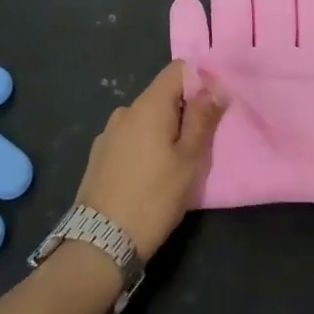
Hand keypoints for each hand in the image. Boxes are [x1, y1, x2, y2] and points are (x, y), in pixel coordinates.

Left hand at [75, 62, 226, 259]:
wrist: (99, 243)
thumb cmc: (154, 198)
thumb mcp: (189, 160)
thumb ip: (202, 119)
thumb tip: (215, 88)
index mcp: (149, 105)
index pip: (178, 69)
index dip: (200, 80)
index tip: (213, 106)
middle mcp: (125, 111)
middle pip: (162, 95)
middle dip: (183, 110)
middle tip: (199, 144)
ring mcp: (108, 133)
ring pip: (145, 119)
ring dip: (163, 130)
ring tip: (172, 164)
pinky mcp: (98, 155)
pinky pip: (129, 137)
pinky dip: (144, 145)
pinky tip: (147, 176)